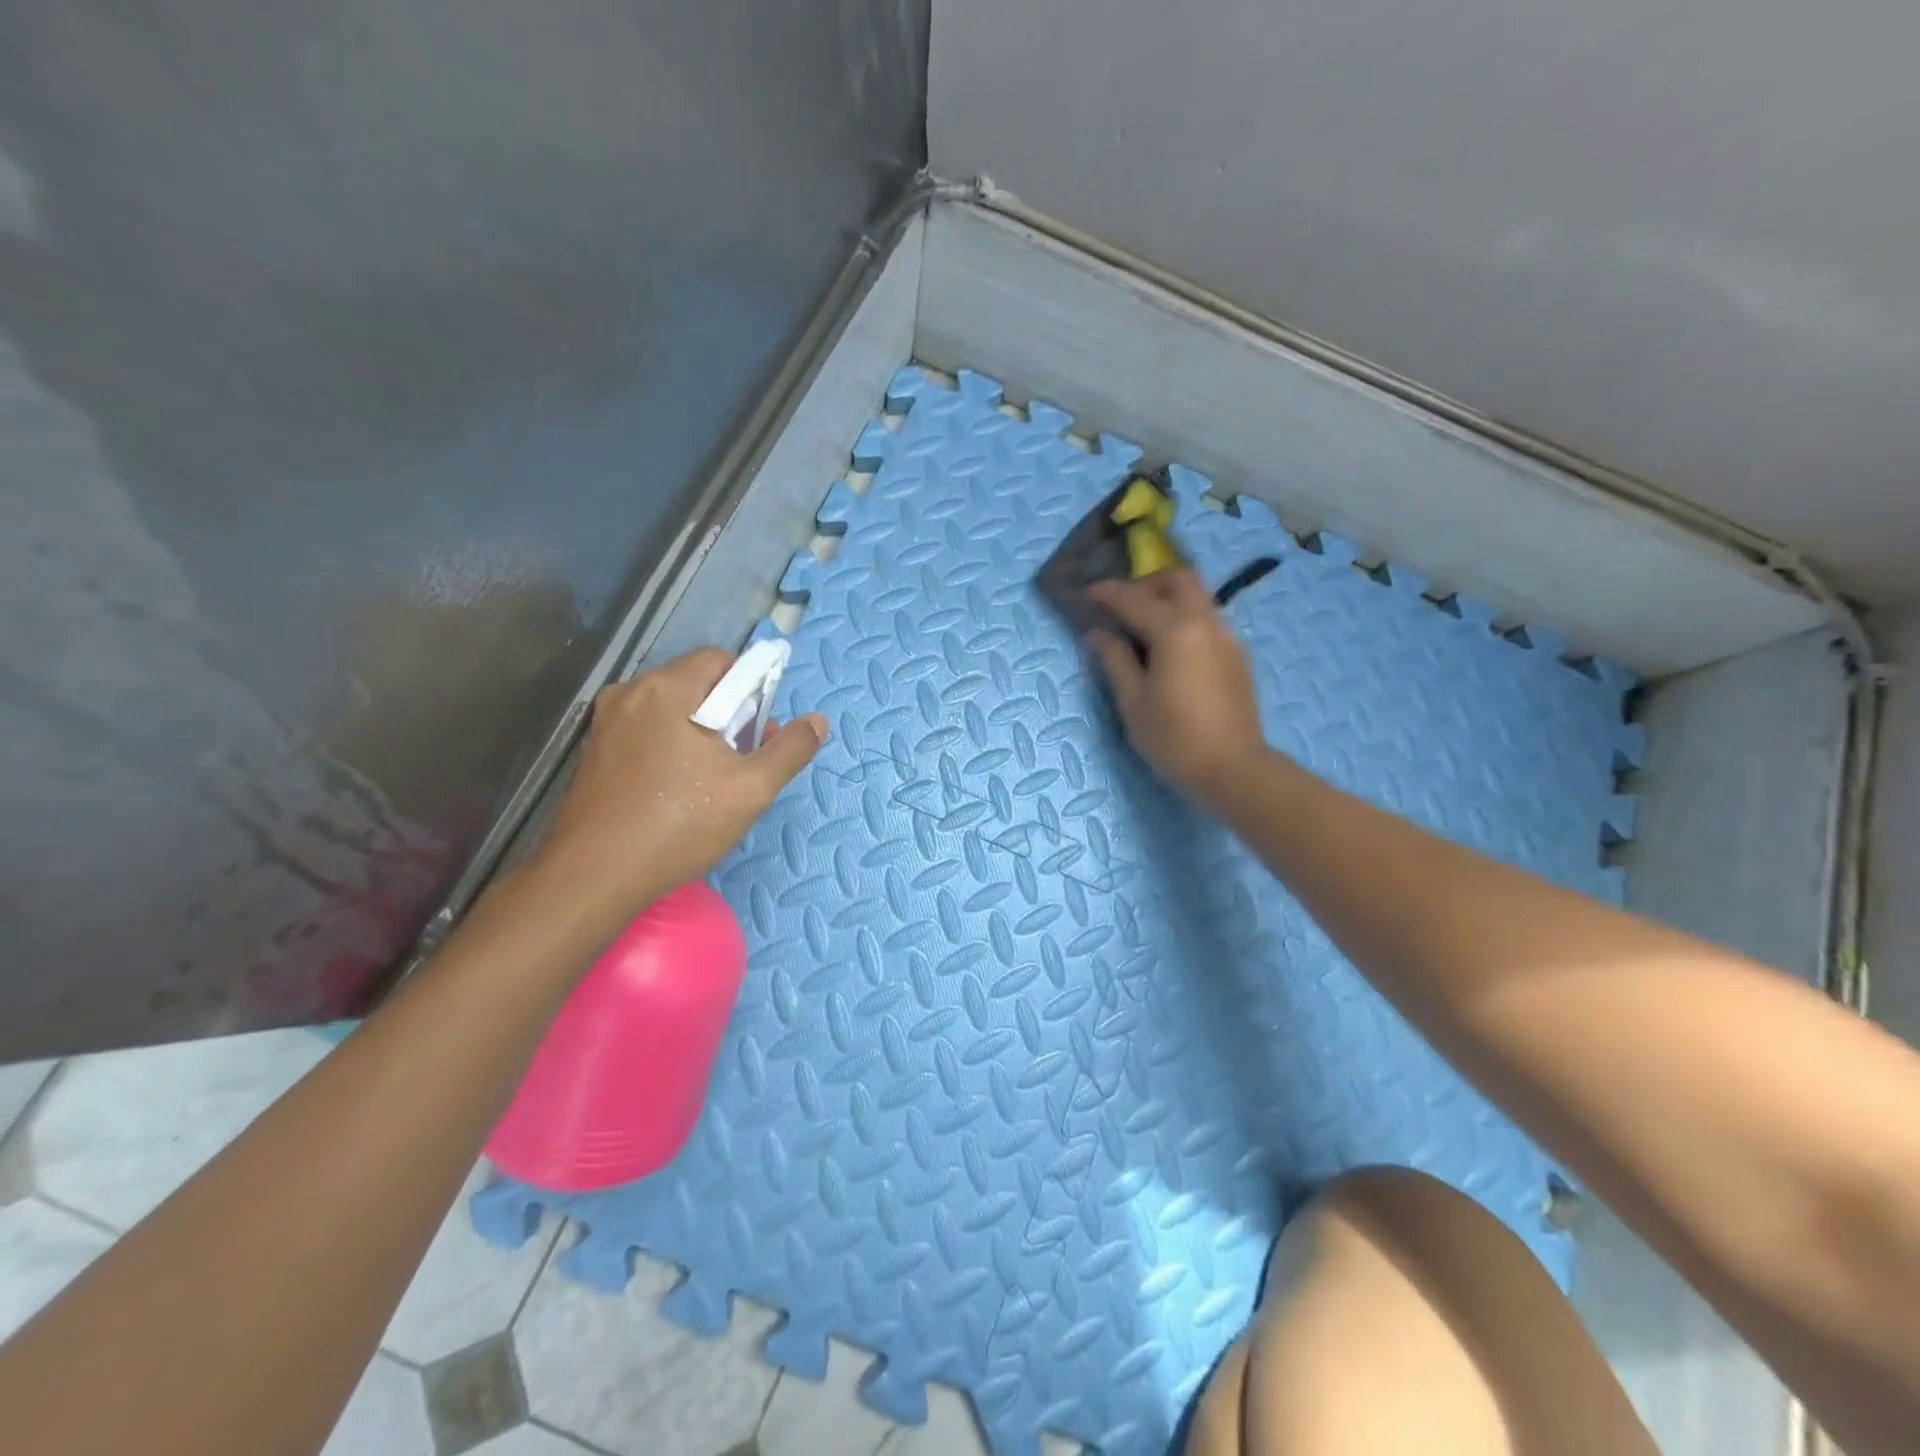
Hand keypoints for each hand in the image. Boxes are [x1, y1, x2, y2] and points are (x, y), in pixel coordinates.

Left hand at [532, 649, 826, 925]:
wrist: (593, 877)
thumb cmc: (679, 825)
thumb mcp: (751, 789)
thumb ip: (790, 749)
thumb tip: (818, 722)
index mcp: (666, 689)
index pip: (721, 660)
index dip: (751, 690)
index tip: (759, 733)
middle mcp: (630, 693)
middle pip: (696, 684)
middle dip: (729, 715)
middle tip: (742, 762)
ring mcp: (606, 722)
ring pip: (672, 710)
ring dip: (701, 733)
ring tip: (713, 782)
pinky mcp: (595, 751)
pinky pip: (647, 731)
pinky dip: (671, 747)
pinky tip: (678, 790)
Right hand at [1085, 570, 1267, 808]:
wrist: (1233, 768)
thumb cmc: (1174, 738)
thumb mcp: (1133, 701)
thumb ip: (1114, 659)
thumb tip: (1097, 633)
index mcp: (1175, 630)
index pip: (1134, 599)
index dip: (1106, 593)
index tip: (1086, 593)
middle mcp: (1205, 622)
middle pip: (1178, 579)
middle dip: (1146, 583)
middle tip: (1121, 605)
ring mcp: (1226, 636)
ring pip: (1197, 597)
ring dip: (1167, 599)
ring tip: (1141, 627)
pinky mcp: (1236, 654)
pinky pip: (1207, 619)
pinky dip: (1183, 618)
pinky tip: (1168, 649)